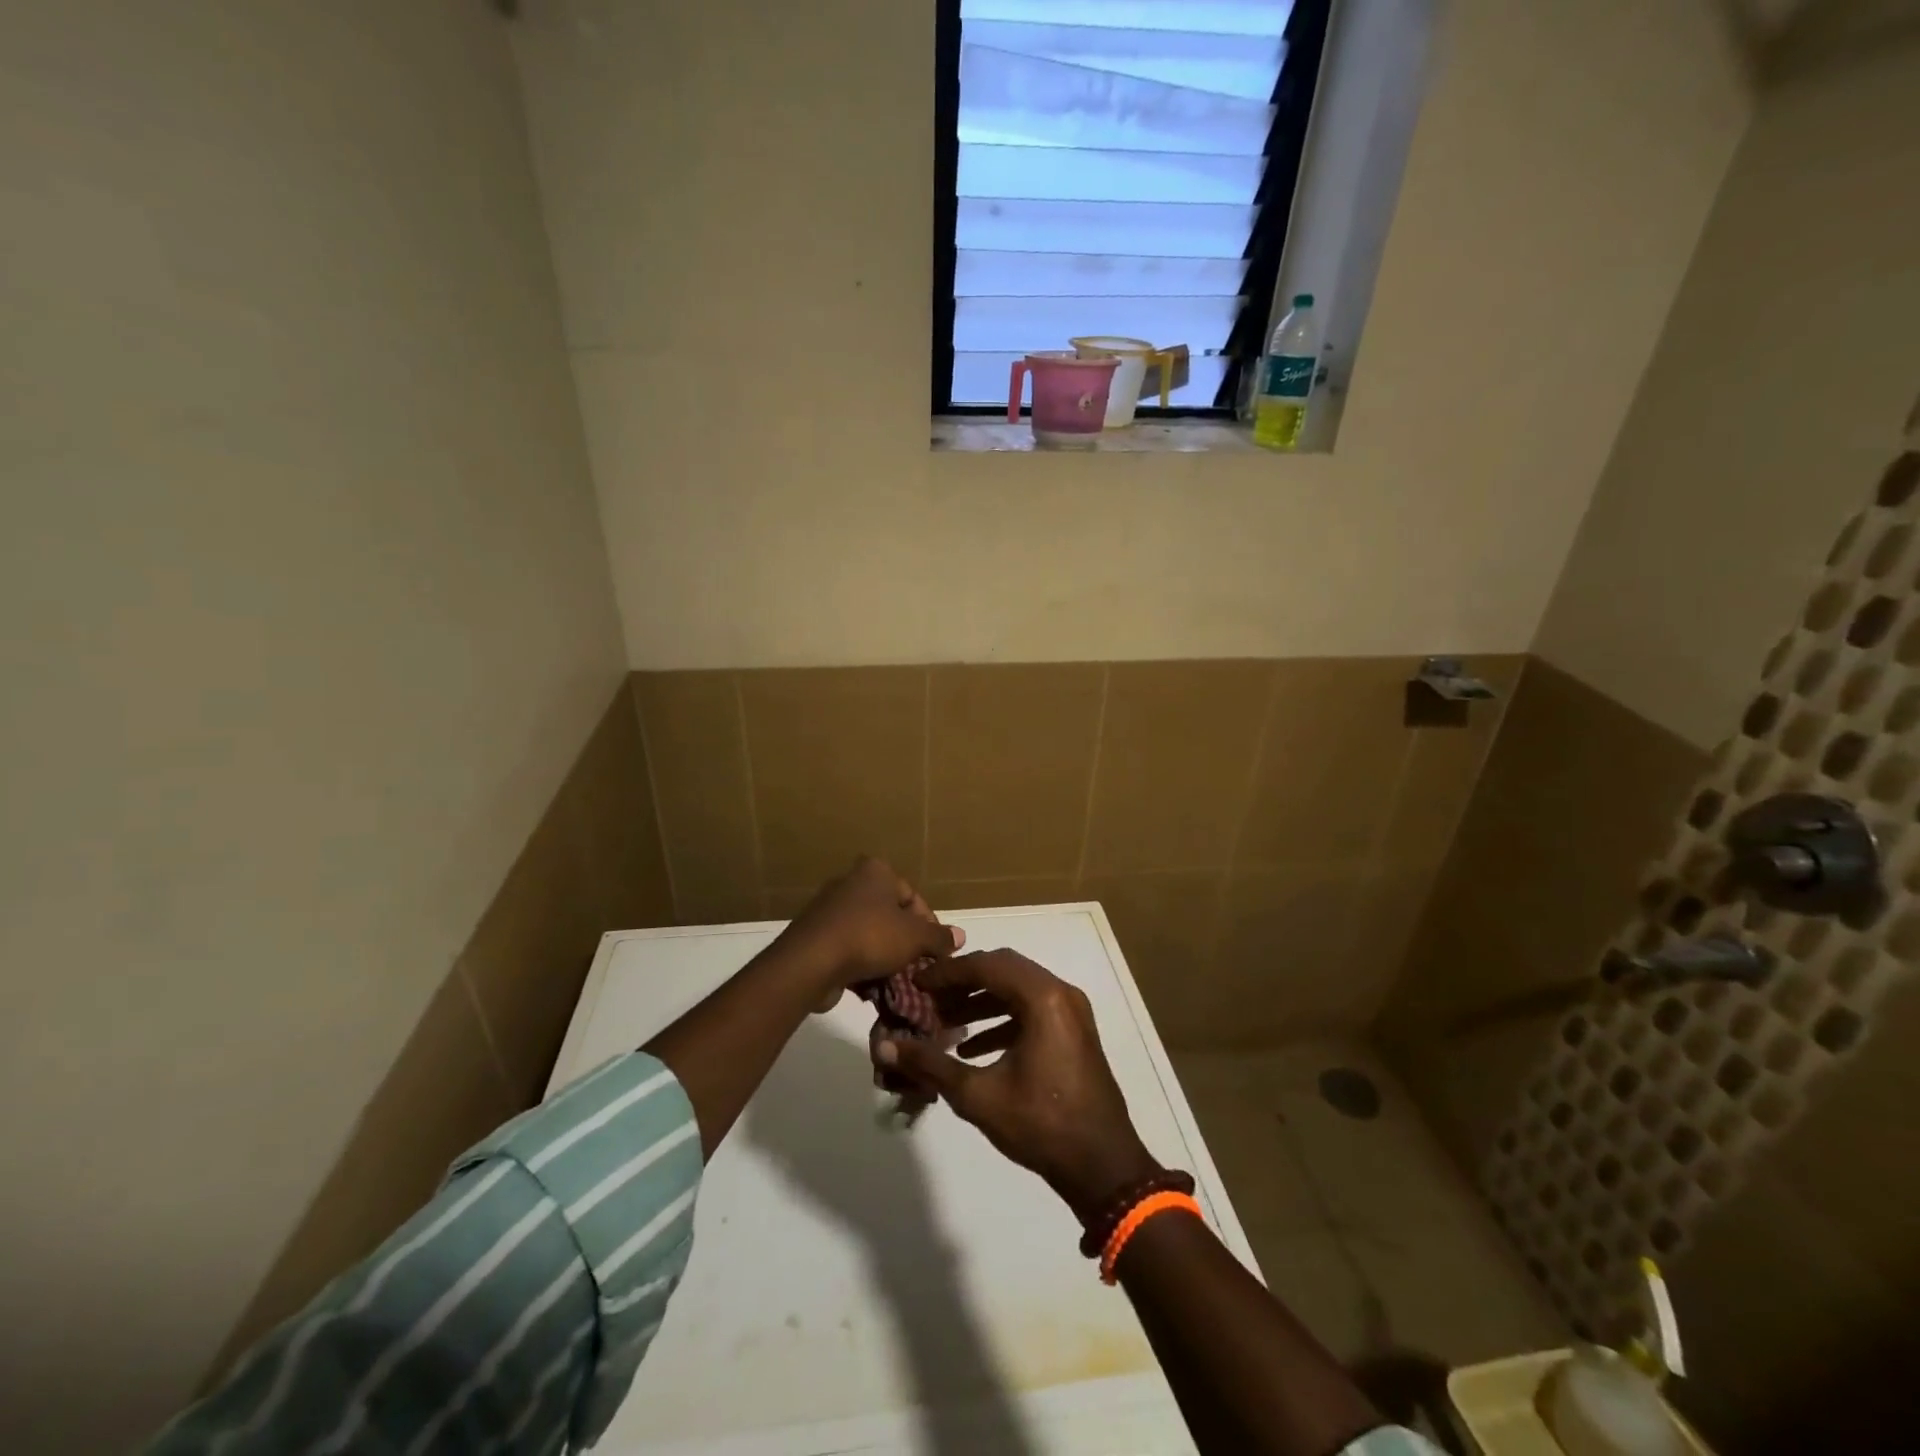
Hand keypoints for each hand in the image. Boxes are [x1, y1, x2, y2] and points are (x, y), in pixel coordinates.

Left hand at [778, 857, 962, 999]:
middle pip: (890, 915)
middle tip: (918, 967)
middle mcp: (851, 882)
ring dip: (884, 957)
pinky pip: (848, 948)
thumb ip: (939, 937)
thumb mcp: (914, 937)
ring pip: (870, 934)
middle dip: (906, 942)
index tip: (936, 952)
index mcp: (876, 871)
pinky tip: (871, 986)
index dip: (929, 925)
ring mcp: (830, 909)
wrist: (810, 962)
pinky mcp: (816, 935)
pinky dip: (861, 964)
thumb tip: (960, 936)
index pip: (913, 896)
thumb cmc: (869, 937)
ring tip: (897, 981)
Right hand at [875, 950, 1160, 1222]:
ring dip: (981, 1001)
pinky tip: (973, 1049)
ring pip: (1018, 989)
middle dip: (964, 982)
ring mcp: (1072, 1012)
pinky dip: (1002, 1019)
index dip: (948, 972)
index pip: (986, 965)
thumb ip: (931, 1064)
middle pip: (1004, 970)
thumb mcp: (978, 1095)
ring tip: (945, 1024)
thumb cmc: (1041, 1125)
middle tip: (929, 999)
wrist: (1103, 1168)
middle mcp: (1061, 993)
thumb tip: (887, 1046)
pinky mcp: (1074, 1032)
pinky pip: (1032, 1010)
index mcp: (1043, 998)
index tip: (917, 983)